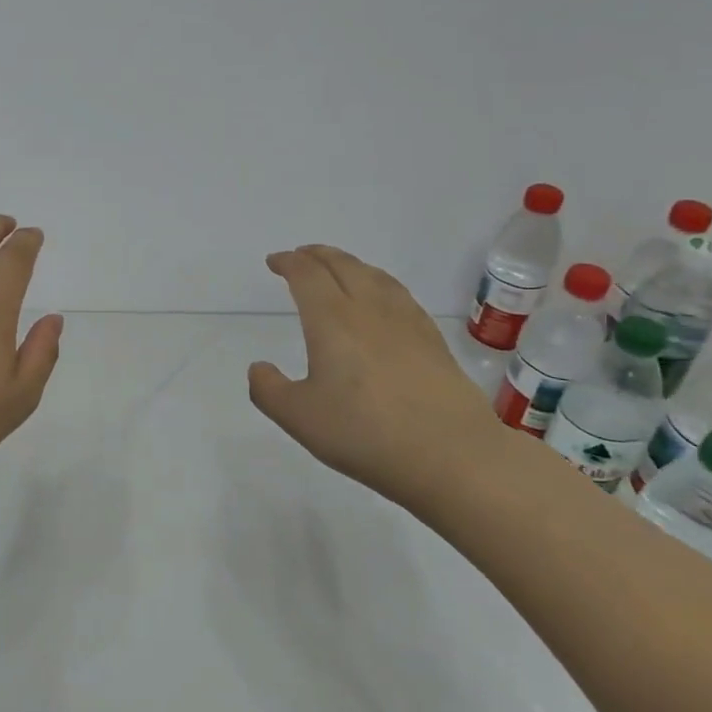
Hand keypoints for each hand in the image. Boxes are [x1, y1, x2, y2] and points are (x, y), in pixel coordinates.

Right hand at [248, 244, 502, 507]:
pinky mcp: (433, 341)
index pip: (307, 275)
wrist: (453, 456)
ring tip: (339, 269)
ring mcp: (406, 323)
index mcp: (331, 320)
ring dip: (350, 264)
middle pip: (342, 265)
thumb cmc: (365, 433)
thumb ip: (269, 390)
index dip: (288, 262)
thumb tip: (259, 368)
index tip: (275, 261)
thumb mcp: (299, 418)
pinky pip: (399, 295)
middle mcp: (369, 310)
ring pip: (374, 276)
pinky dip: (379, 283)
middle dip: (317, 255)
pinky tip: (382, 301)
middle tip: (301, 256)